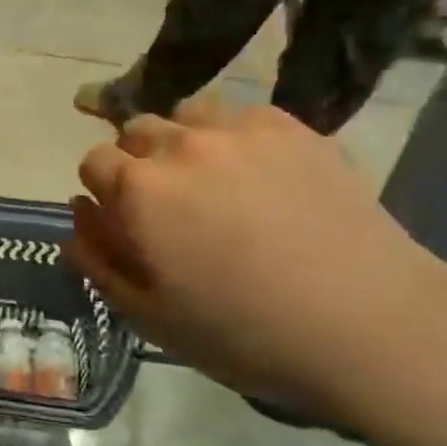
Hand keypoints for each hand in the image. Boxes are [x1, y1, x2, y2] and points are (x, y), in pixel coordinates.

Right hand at [66, 101, 446, 420]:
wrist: (369, 325)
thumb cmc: (245, 332)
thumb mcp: (151, 317)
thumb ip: (100, 262)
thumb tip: (77, 218)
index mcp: (139, 190)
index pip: (93, 162)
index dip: (103, 192)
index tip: (126, 221)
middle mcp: (181, 145)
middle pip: (136, 131)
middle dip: (140, 162)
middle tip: (171, 205)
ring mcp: (240, 130)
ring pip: (187, 112)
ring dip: (185, 139)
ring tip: (213, 178)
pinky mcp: (293, 129)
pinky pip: (242, 114)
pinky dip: (236, 136)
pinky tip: (260, 174)